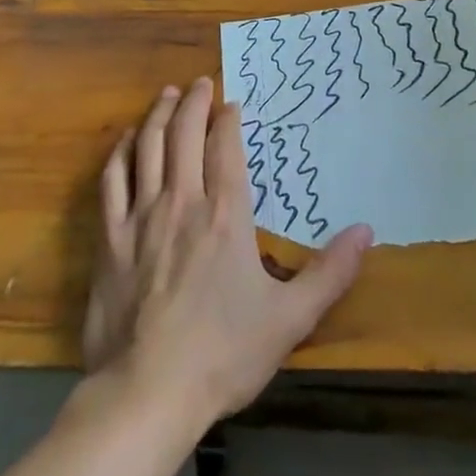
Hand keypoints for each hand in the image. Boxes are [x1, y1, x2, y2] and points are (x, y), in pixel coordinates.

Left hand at [82, 78, 370, 424]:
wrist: (147, 393)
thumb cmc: (223, 353)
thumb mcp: (290, 318)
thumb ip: (330, 272)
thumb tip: (367, 231)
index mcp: (225, 213)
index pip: (226, 146)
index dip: (228, 118)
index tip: (232, 102)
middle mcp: (182, 200)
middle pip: (184, 133)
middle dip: (194, 102)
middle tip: (201, 82)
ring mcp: (141, 217)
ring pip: (147, 146)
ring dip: (158, 115)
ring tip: (168, 95)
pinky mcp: (109, 239)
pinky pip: (112, 181)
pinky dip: (120, 153)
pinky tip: (126, 141)